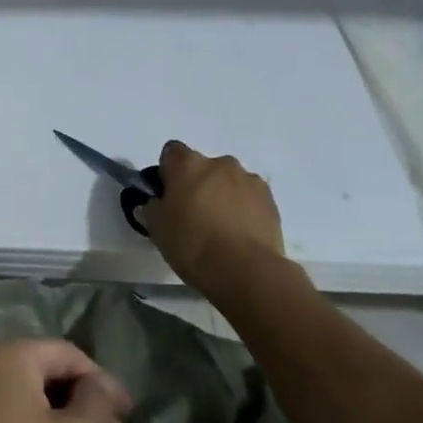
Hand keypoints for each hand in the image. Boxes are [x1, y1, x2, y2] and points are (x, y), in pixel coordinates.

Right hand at [139, 140, 295, 312]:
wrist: (246, 271)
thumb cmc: (192, 244)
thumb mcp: (156, 228)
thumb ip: (152, 208)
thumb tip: (155, 204)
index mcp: (188, 164)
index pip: (171, 152)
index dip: (168, 172)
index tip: (168, 196)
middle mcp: (220, 163)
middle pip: (203, 167)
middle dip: (198, 185)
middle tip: (193, 216)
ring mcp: (249, 180)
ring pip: (228, 182)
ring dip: (223, 196)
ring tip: (221, 229)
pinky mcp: (270, 201)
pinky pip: (250, 198)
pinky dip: (244, 209)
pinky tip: (239, 235)